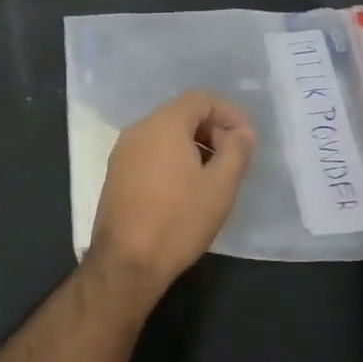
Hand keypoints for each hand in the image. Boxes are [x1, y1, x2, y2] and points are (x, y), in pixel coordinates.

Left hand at [87, 91, 254, 304]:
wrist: (127, 262)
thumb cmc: (178, 220)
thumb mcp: (220, 186)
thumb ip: (236, 151)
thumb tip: (242, 132)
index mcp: (163, 125)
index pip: (200, 99)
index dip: (228, 113)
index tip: (246, 139)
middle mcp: (138, 130)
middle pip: (181, 114)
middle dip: (211, 130)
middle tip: (233, 159)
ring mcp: (122, 152)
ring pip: (164, 134)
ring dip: (193, 146)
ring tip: (213, 176)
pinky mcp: (116, 174)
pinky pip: (150, 152)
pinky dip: (172, 159)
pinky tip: (186, 188)